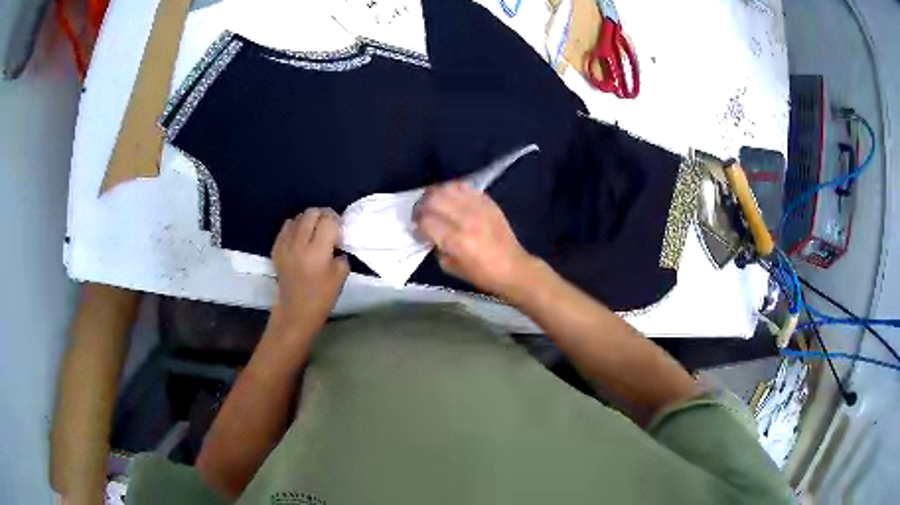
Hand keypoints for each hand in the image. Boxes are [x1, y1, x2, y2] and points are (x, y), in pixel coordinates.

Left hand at [270, 208, 349, 338]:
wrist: (295, 311)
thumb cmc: (321, 297)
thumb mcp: (341, 276)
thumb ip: (341, 254)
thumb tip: (336, 242)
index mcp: (317, 251)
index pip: (329, 220)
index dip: (337, 224)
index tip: (339, 236)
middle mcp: (299, 243)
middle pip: (313, 212)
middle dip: (323, 217)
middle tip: (328, 230)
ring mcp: (285, 244)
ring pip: (299, 217)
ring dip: (309, 221)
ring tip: (314, 235)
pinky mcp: (276, 247)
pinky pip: (287, 226)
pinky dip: (296, 227)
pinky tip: (301, 240)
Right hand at [414, 182, 536, 297]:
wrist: (513, 267)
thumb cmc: (481, 274)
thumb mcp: (450, 267)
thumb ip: (437, 247)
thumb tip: (429, 233)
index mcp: (456, 240)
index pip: (425, 221)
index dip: (417, 225)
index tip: (418, 231)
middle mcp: (466, 219)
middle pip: (433, 199)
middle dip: (422, 206)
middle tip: (422, 215)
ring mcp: (478, 207)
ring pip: (447, 188)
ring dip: (436, 195)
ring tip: (435, 204)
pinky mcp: (488, 202)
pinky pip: (464, 187)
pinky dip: (453, 191)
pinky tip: (451, 200)